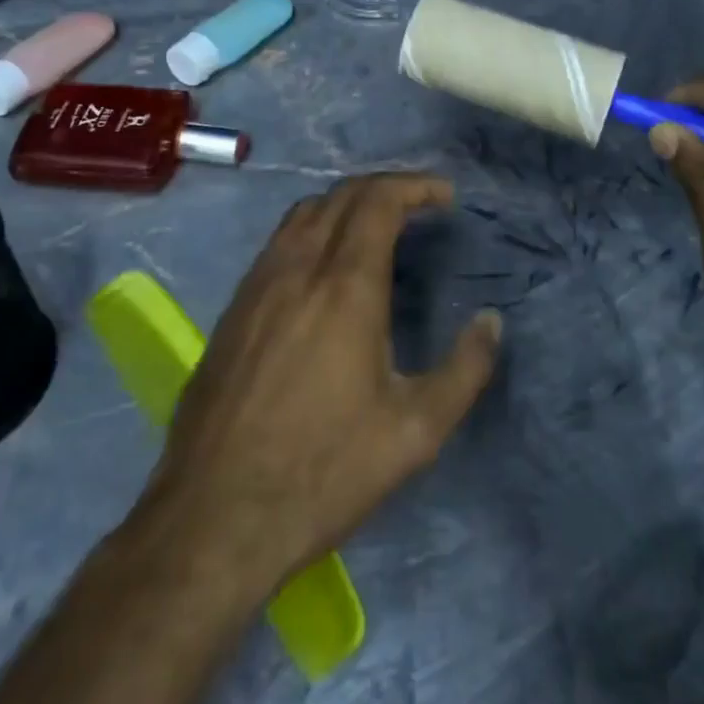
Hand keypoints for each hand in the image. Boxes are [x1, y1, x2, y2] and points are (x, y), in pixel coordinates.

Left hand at [143, 174, 503, 595]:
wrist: (212, 517)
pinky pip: (279, 241)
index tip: (445, 196)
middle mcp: (298, 266)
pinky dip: (314, 228)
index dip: (415, 186)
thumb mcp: (414, 433)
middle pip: (342, 194)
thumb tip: (491, 322)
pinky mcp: (234, 307)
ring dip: (346, 203)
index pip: (378, 200)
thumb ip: (464, 371)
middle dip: (386, 187)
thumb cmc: (322, 472)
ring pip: (305, 212)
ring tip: (377, 225)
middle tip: (419, 205)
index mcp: (345, 285)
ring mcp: (258, 283)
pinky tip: (324, 266)